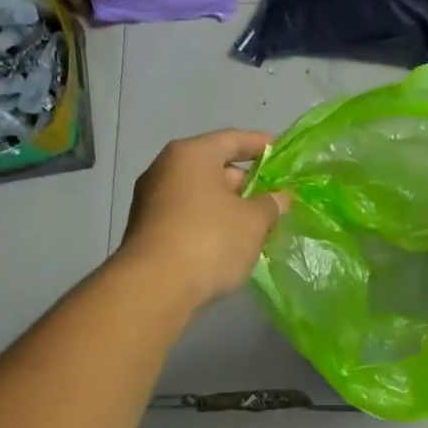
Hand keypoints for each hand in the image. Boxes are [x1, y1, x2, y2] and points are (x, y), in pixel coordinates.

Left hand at [118, 129, 291, 309]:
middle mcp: (165, 170)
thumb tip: (279, 198)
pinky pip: (188, 217)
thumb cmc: (210, 239)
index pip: (232, 140)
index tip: (280, 151)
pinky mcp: (147, 230)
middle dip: (245, 183)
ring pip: (200, 196)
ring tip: (256, 224)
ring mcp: (151, 201)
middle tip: (273, 198)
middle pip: (214, 168)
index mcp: (191, 155)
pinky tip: (229, 243)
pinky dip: (210, 224)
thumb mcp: (253, 221)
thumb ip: (270, 205)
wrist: (155, 287)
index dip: (259, 144)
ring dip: (227, 207)